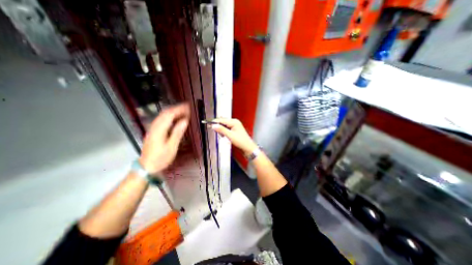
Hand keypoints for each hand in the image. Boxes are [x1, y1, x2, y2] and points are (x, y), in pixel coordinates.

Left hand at [139, 104, 189, 173]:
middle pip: (165, 113)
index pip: (169, 115)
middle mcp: (154, 127)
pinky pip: (161, 120)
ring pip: (162, 116)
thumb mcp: (171, 147)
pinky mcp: (153, 132)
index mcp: (159, 130)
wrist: (146, 167)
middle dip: (176, 109)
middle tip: (187, 108)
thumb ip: (177, 133)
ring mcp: (152, 129)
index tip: (188, 107)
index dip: (179, 109)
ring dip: (173, 111)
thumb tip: (185, 121)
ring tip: (183, 111)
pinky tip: (175, 119)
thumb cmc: (161, 158)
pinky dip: (169, 117)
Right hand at [209, 118, 255, 154]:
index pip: (222, 120)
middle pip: (222, 122)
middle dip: (219, 128)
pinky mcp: (234, 130)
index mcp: (234, 122)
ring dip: (222, 131)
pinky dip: (224, 133)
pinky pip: (226, 130)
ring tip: (225, 137)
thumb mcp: (230, 135)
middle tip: (220, 134)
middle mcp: (234, 122)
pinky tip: (226, 137)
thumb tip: (213, 126)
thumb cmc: (241, 141)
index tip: (208, 124)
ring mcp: (234, 126)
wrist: (248, 148)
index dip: (215, 122)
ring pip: (224, 126)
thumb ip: (221, 130)